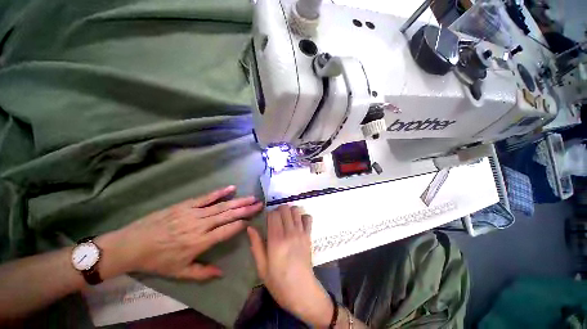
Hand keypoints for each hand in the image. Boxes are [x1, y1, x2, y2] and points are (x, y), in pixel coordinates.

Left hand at [104, 186, 261, 280]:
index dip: (241, 224)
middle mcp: (201, 225)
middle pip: (228, 215)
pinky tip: (231, 187)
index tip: (252, 219)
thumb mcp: (180, 272)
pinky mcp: (186, 205)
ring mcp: (193, 213)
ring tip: (251, 197)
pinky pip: (206, 197)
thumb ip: (202, 273)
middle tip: (259, 204)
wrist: (133, 244)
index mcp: (200, 242)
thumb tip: (222, 273)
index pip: (227, 231)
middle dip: (246, 209)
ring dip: (238, 201)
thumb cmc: (158, 260)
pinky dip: (220, 192)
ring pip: (221, 206)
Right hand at [247, 205, 334, 326]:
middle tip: (276, 219)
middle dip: (278, 210)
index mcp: (276, 240)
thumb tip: (250, 227)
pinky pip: (308, 218)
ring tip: (286, 220)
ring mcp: (301, 233)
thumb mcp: (262, 267)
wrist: (302, 291)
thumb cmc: (278, 282)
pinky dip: (302, 217)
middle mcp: (290, 233)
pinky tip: (297, 224)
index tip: (267, 220)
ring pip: (296, 210)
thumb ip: (256, 245)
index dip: (269, 214)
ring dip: (290, 211)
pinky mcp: (309, 236)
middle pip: (285, 208)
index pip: (273, 214)